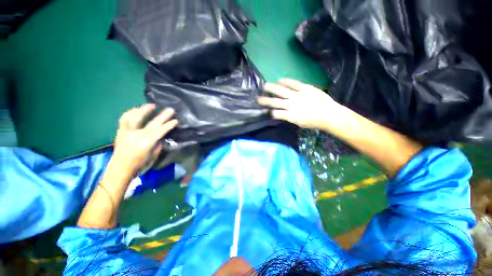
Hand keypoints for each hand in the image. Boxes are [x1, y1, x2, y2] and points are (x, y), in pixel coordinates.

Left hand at [112, 104, 177, 174]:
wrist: (119, 169)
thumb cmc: (139, 165)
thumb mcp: (153, 157)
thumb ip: (158, 146)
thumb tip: (161, 138)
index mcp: (146, 143)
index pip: (161, 130)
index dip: (169, 125)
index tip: (176, 120)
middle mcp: (137, 135)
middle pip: (152, 122)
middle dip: (163, 115)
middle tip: (170, 109)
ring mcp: (127, 132)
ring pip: (135, 117)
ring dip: (144, 109)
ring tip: (151, 105)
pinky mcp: (120, 131)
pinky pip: (124, 119)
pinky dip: (130, 112)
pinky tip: (136, 110)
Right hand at [258, 79, 339, 128]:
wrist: (330, 115)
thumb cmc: (314, 122)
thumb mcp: (299, 123)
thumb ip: (289, 118)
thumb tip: (282, 114)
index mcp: (290, 116)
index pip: (275, 114)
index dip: (268, 112)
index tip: (263, 111)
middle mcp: (291, 105)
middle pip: (275, 102)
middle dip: (266, 100)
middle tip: (258, 99)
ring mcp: (298, 96)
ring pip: (282, 91)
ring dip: (272, 89)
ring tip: (265, 86)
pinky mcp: (305, 88)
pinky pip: (294, 83)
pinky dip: (286, 81)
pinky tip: (280, 80)